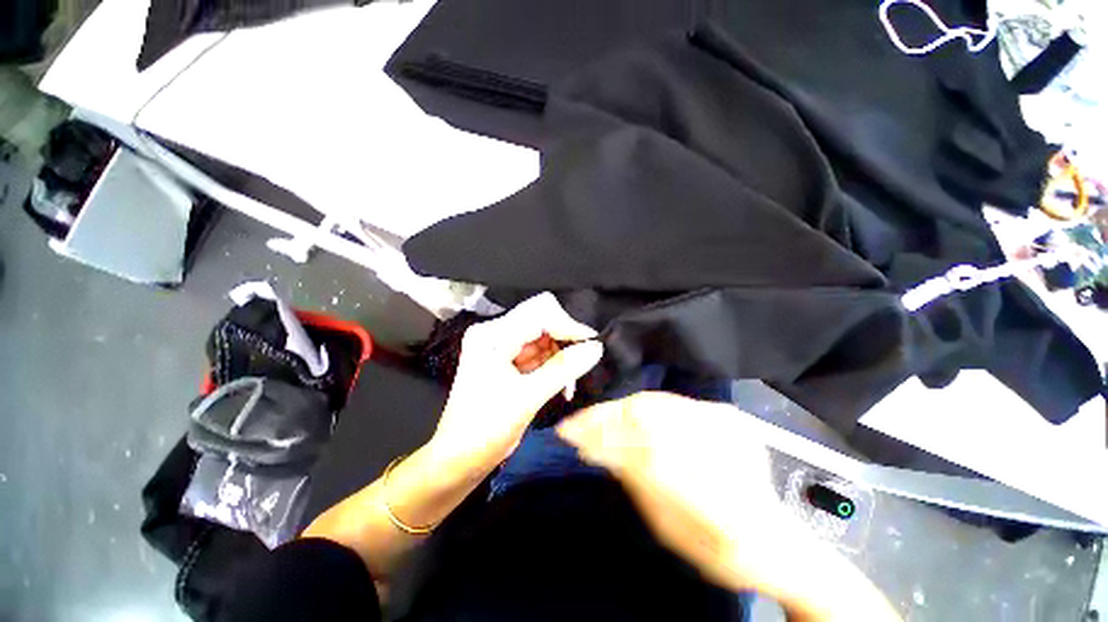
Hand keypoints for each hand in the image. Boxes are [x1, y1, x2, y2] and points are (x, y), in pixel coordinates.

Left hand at [430, 293, 603, 473]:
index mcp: (492, 336)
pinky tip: (561, 385)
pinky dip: (553, 365)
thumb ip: (563, 369)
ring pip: (543, 337)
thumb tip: (596, 348)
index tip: (591, 343)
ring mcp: (501, 346)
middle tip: (581, 364)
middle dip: (565, 341)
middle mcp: (495, 333)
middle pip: (541, 321)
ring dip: (561, 356)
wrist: (459, 460)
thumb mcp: (527, 398)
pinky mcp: (507, 360)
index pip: (538, 315)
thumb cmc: (486, 429)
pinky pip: (538, 353)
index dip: (567, 326)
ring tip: (568, 384)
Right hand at [556, 392, 789, 589]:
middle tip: (575, 423)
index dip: (602, 438)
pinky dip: (637, 405)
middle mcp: (722, 446)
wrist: (775, 537)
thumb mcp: (669, 529)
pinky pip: (669, 401)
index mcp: (713, 490)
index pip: (643, 451)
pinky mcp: (722, 411)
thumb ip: (634, 482)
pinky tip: (620, 412)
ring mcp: (725, 422)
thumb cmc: (719, 548)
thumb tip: (596, 448)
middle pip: (647, 418)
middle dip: (604, 418)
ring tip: (592, 417)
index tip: (570, 433)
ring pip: (655, 403)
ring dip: (617, 409)